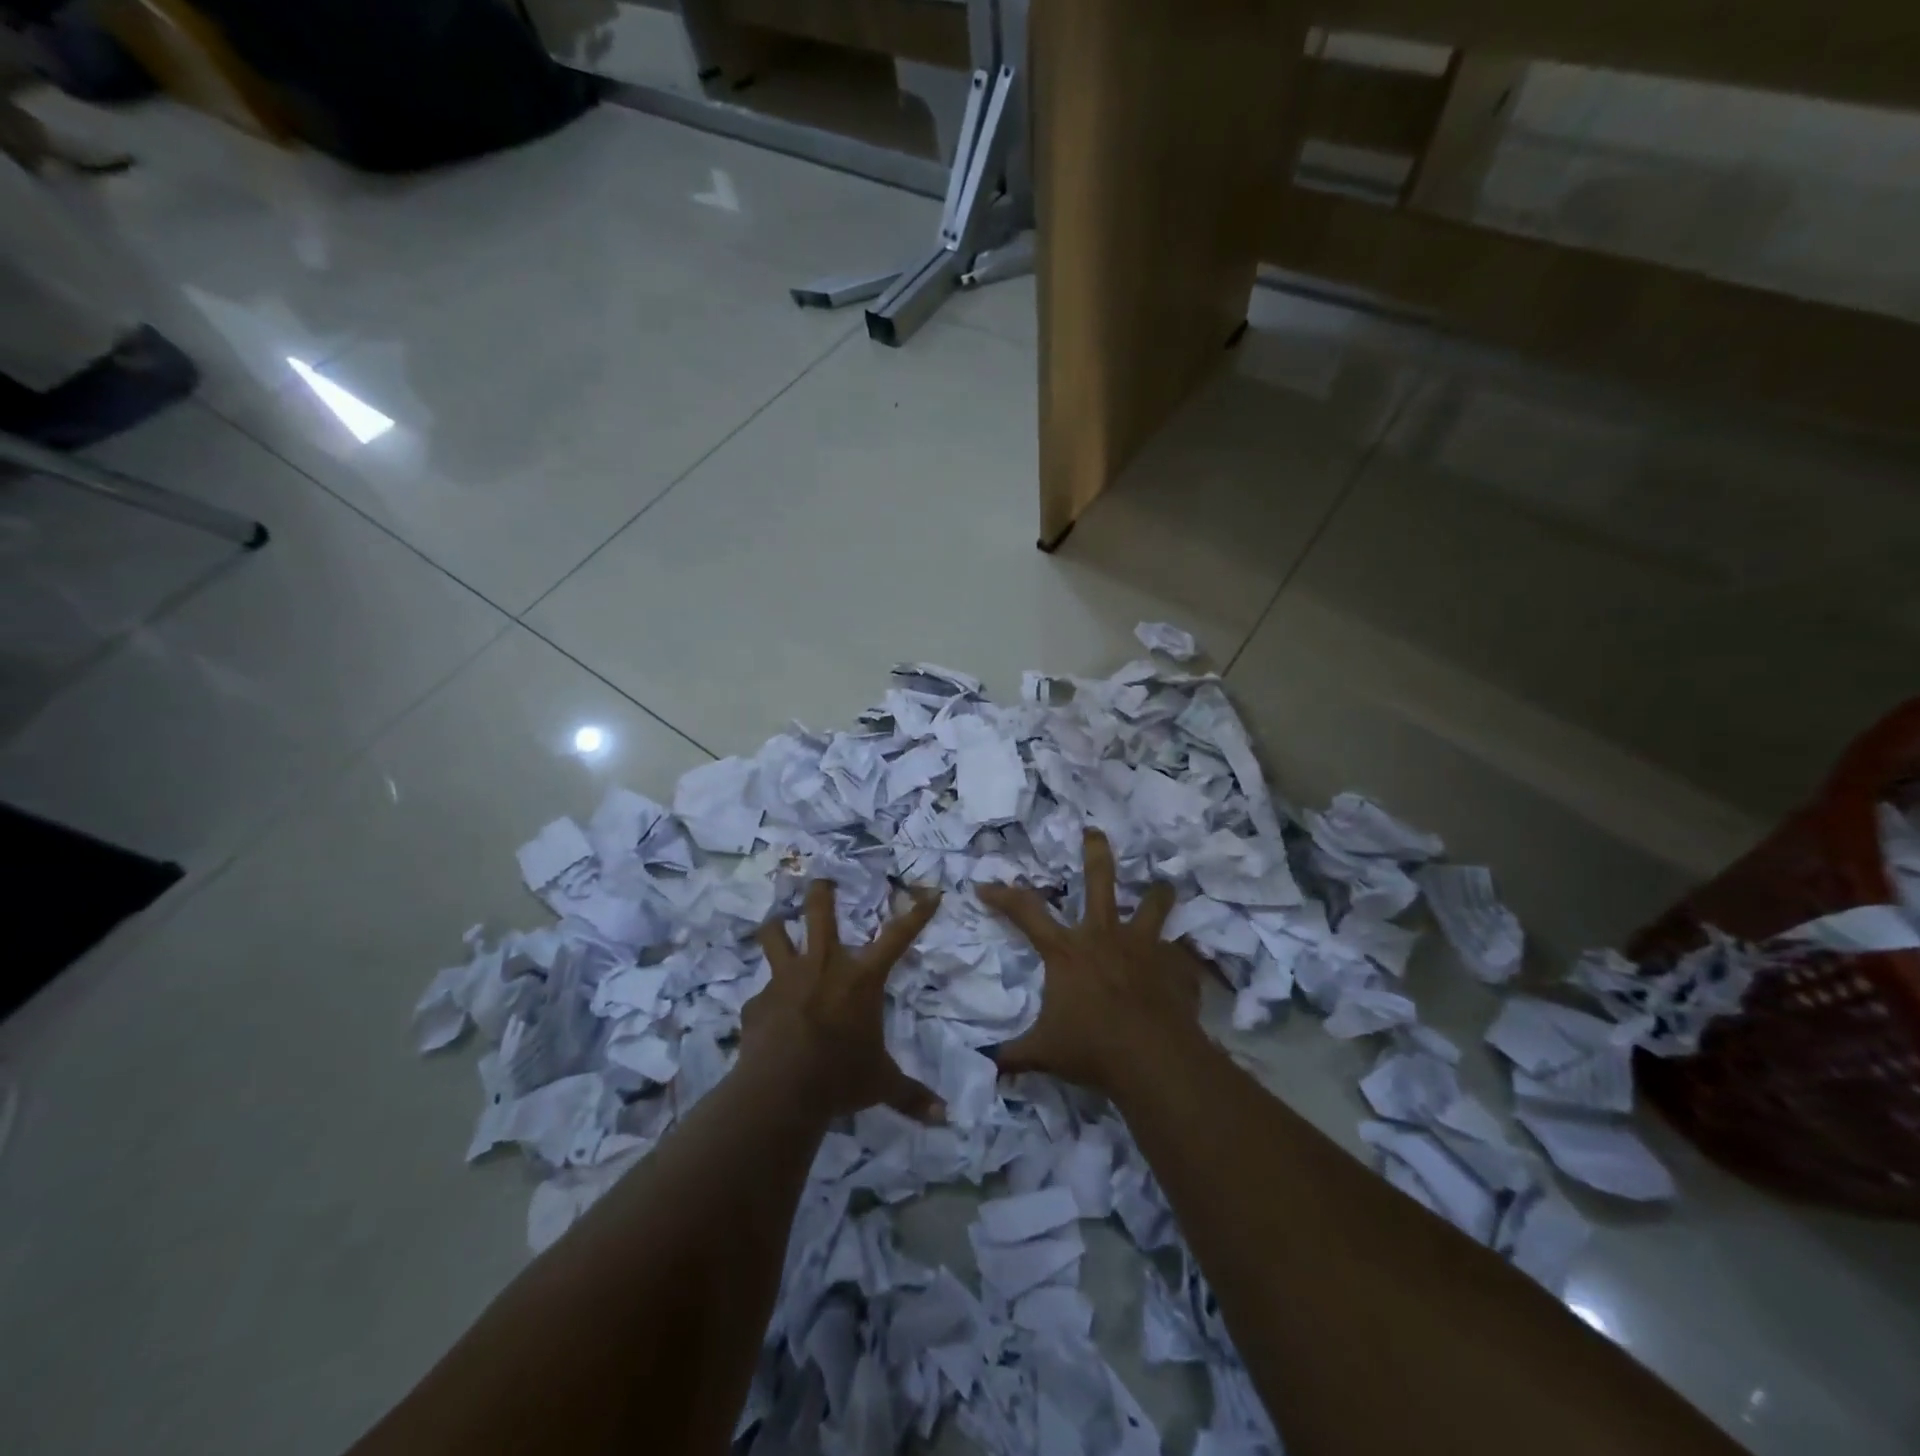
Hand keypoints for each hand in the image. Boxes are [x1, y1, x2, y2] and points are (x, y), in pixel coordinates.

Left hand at [745, 879, 943, 1119]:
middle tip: (821, 880)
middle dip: (821, 892)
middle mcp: (824, 965)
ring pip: (774, 935)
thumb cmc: (841, 1076)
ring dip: (776, 927)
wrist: (782, 1087)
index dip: (917, 914)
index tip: (931, 893)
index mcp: (862, 978)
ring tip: (775, 924)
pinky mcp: (757, 1002)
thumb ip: (911, 1096)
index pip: (898, 937)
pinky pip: (759, 995)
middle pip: (820, 912)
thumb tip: (944, 1117)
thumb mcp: (881, 1084)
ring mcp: (786, 979)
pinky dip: (764, 1002)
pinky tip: (764, 1017)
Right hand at [979, 828, 1202, 1094]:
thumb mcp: (1043, 1053)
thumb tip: (984, 1067)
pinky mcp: (1175, 966)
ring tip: (1164, 884)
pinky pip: (1180, 956)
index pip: (1025, 912)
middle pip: (1099, 881)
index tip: (984, 885)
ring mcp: (1144, 947)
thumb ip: (1012, 1056)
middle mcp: (1104, 937)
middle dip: (1095, 853)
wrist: (1153, 1060)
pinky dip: (1180, 960)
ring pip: (1153, 906)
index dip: (1002, 896)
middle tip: (1094, 831)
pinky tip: (1183, 967)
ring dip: (1158, 894)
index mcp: (1067, 951)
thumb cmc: (1092, 1048)